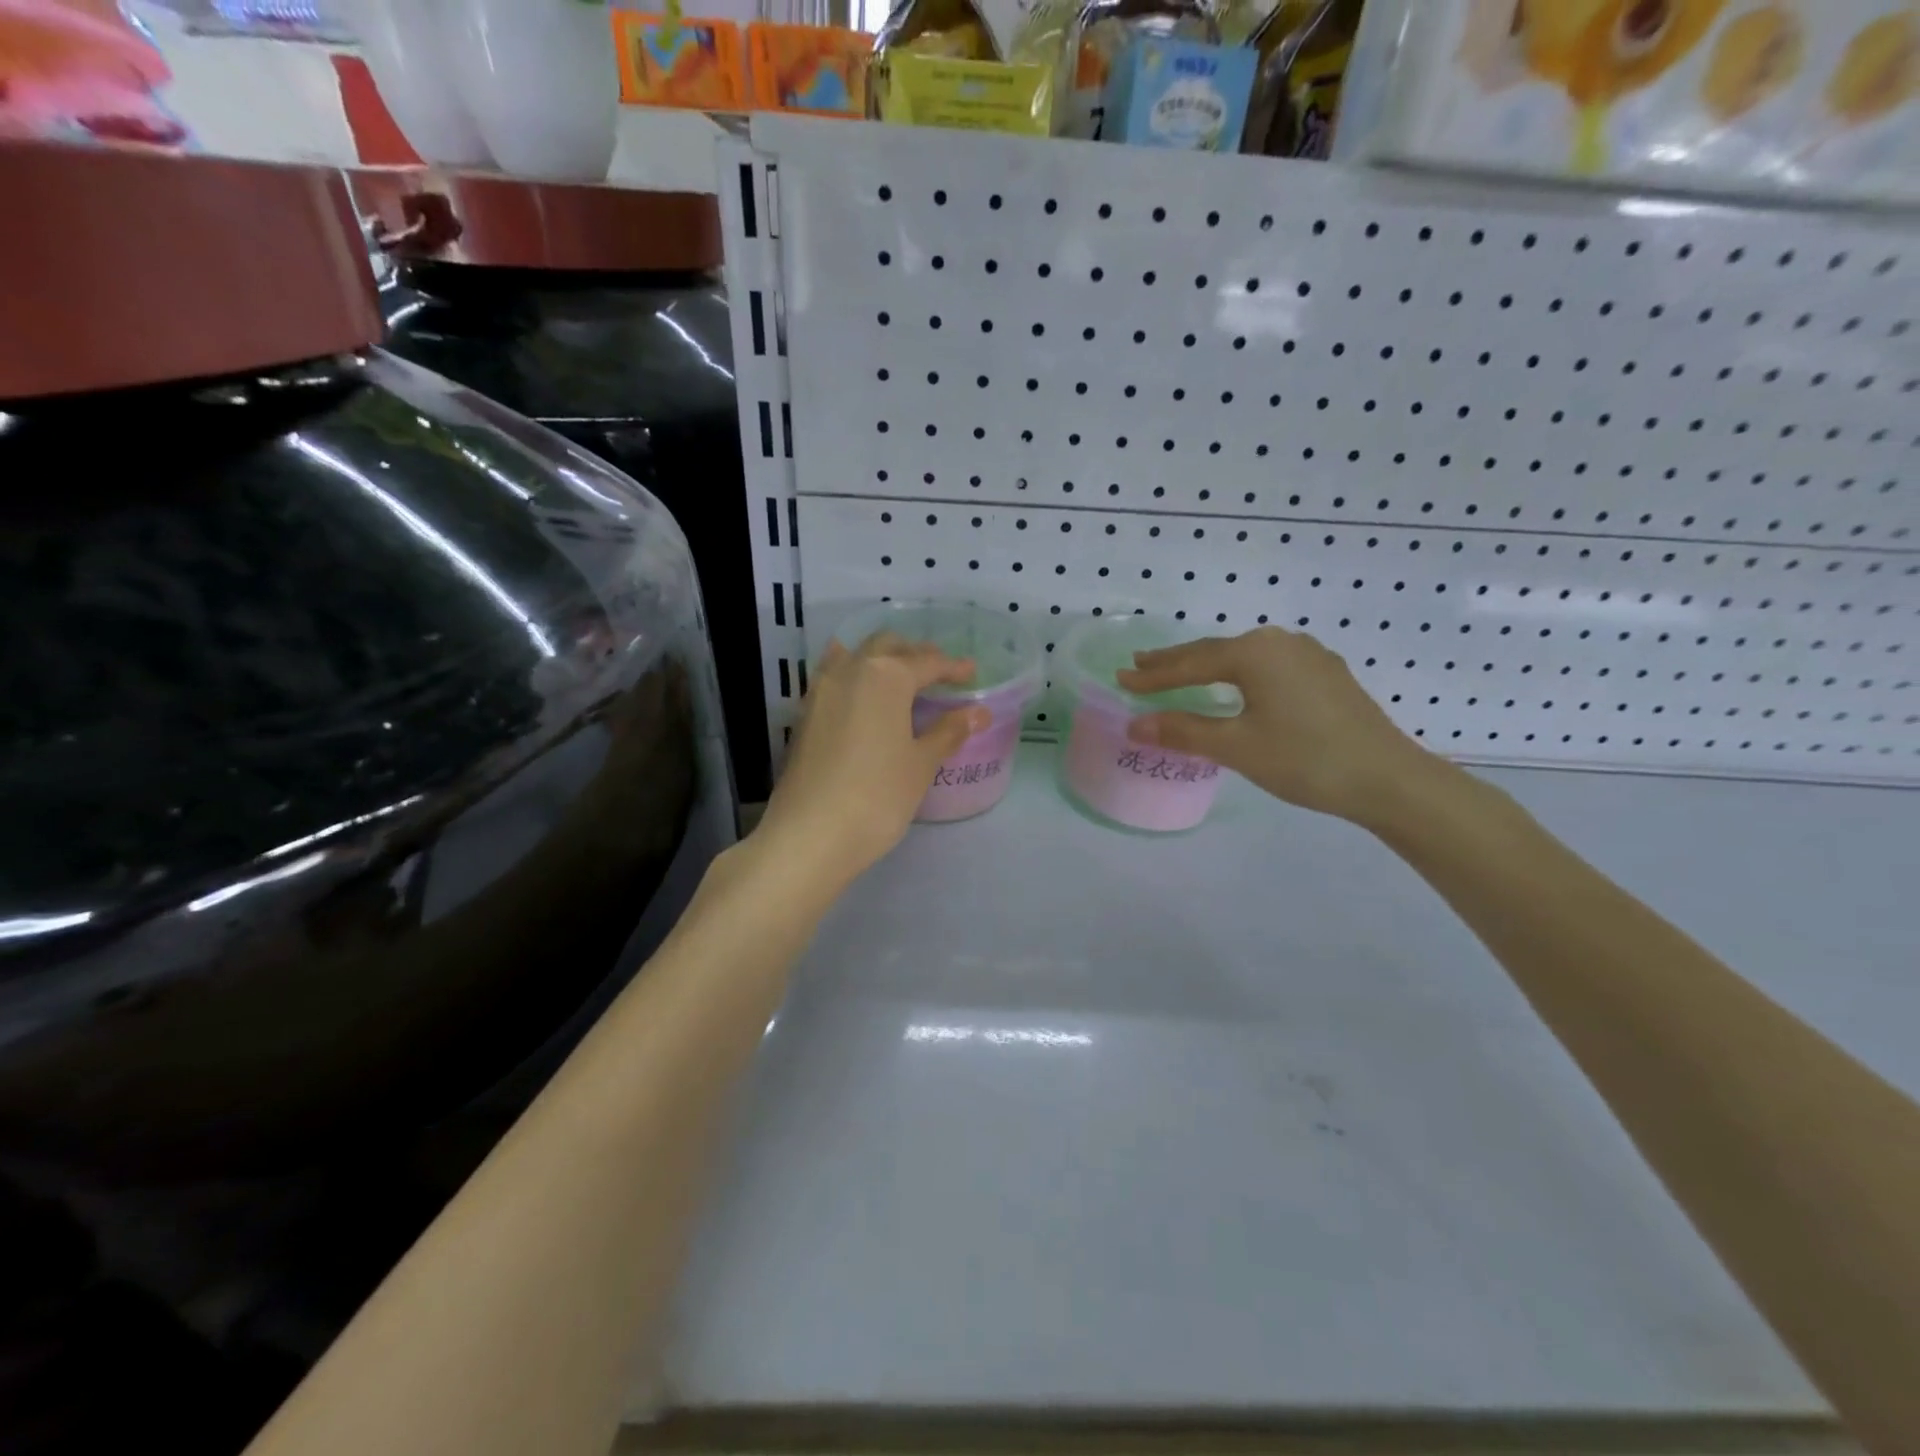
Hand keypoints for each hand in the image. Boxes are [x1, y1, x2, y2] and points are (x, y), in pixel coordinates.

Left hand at [755, 634, 986, 887]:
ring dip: (881, 659)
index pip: (926, 662)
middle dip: (914, 654)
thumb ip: (948, 732)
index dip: (952, 667)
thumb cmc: (877, 796)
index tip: (972, 672)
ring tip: (900, 679)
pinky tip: (863, 697)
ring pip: (855, 656)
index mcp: (885, 676)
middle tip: (938, 673)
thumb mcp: (921, 764)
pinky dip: (855, 676)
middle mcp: (850, 670)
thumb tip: (977, 712)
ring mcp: (820, 690)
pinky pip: (834, 677)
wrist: (809, 834)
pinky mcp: (804, 714)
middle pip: (887, 647)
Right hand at [1116, 626, 1435, 823]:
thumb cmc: (1305, 759)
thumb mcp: (1237, 746)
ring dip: (1207, 667)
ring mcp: (1309, 656)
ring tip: (1179, 673)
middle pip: (1215, 651)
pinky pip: (1267, 667)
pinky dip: (1238, 675)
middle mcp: (1281, 642)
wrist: (1389, 778)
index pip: (1190, 663)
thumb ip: (1183, 731)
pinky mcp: (1326, 675)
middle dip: (1175, 662)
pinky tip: (1236, 684)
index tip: (1120, 679)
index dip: (1153, 675)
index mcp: (1255, 652)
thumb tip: (1134, 724)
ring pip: (1243, 658)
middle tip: (1139, 665)